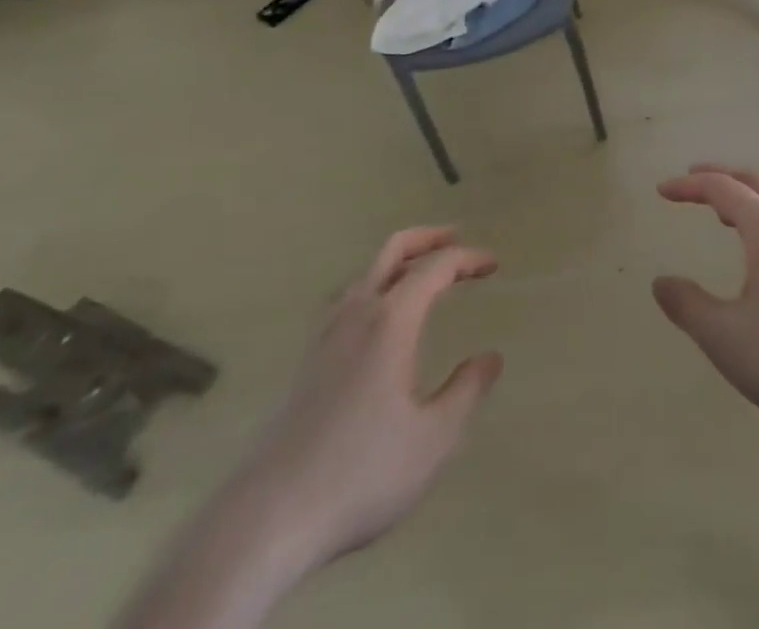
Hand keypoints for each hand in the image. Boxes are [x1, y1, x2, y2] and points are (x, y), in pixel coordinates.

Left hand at [240, 228, 502, 571]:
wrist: (265, 521)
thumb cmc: (361, 473)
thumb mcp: (434, 438)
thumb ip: (467, 391)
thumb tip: (490, 358)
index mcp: (391, 321)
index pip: (435, 268)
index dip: (467, 259)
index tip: (493, 265)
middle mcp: (355, 316)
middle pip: (390, 252)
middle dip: (426, 238)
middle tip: (455, 237)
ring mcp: (322, 339)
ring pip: (362, 276)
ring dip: (395, 263)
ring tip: (418, 275)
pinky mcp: (303, 366)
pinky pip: (342, 304)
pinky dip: (369, 290)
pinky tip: (374, 322)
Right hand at [652, 165, 758, 436]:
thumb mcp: (726, 337)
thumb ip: (689, 306)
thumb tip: (661, 282)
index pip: (722, 189)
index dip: (689, 187)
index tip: (662, 190)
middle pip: (755, 182)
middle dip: (721, 177)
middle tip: (693, 180)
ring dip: (747, 196)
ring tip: (724, 213)